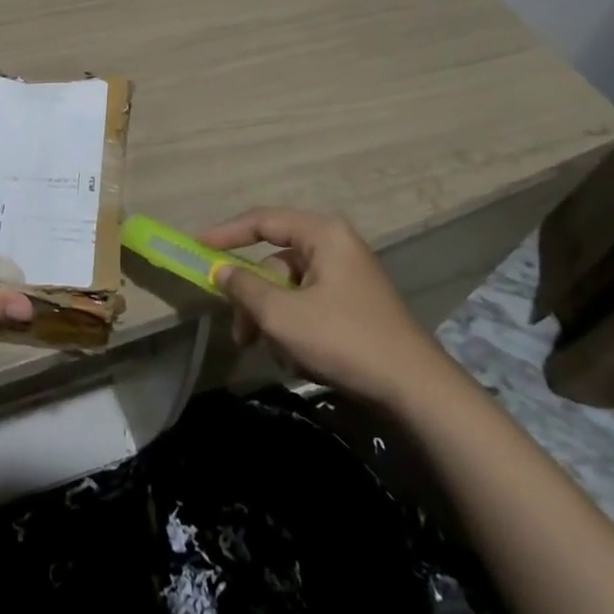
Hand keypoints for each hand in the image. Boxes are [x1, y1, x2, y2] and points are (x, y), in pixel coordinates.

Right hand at [200, 206, 455, 406]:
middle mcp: (335, 246)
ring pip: (289, 289)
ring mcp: (347, 277)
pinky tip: (301, 361)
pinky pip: (309, 305)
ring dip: (274, 321)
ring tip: (277, 355)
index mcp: (322, 234)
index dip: (225, 233)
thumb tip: (220, 270)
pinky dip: (296, 329)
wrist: (417, 392)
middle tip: (241, 334)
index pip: (262, 221)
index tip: (196, 247)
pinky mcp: (354, 306)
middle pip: (274, 263)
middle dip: (254, 300)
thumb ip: (244, 287)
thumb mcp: (282, 315)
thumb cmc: (344, 340)